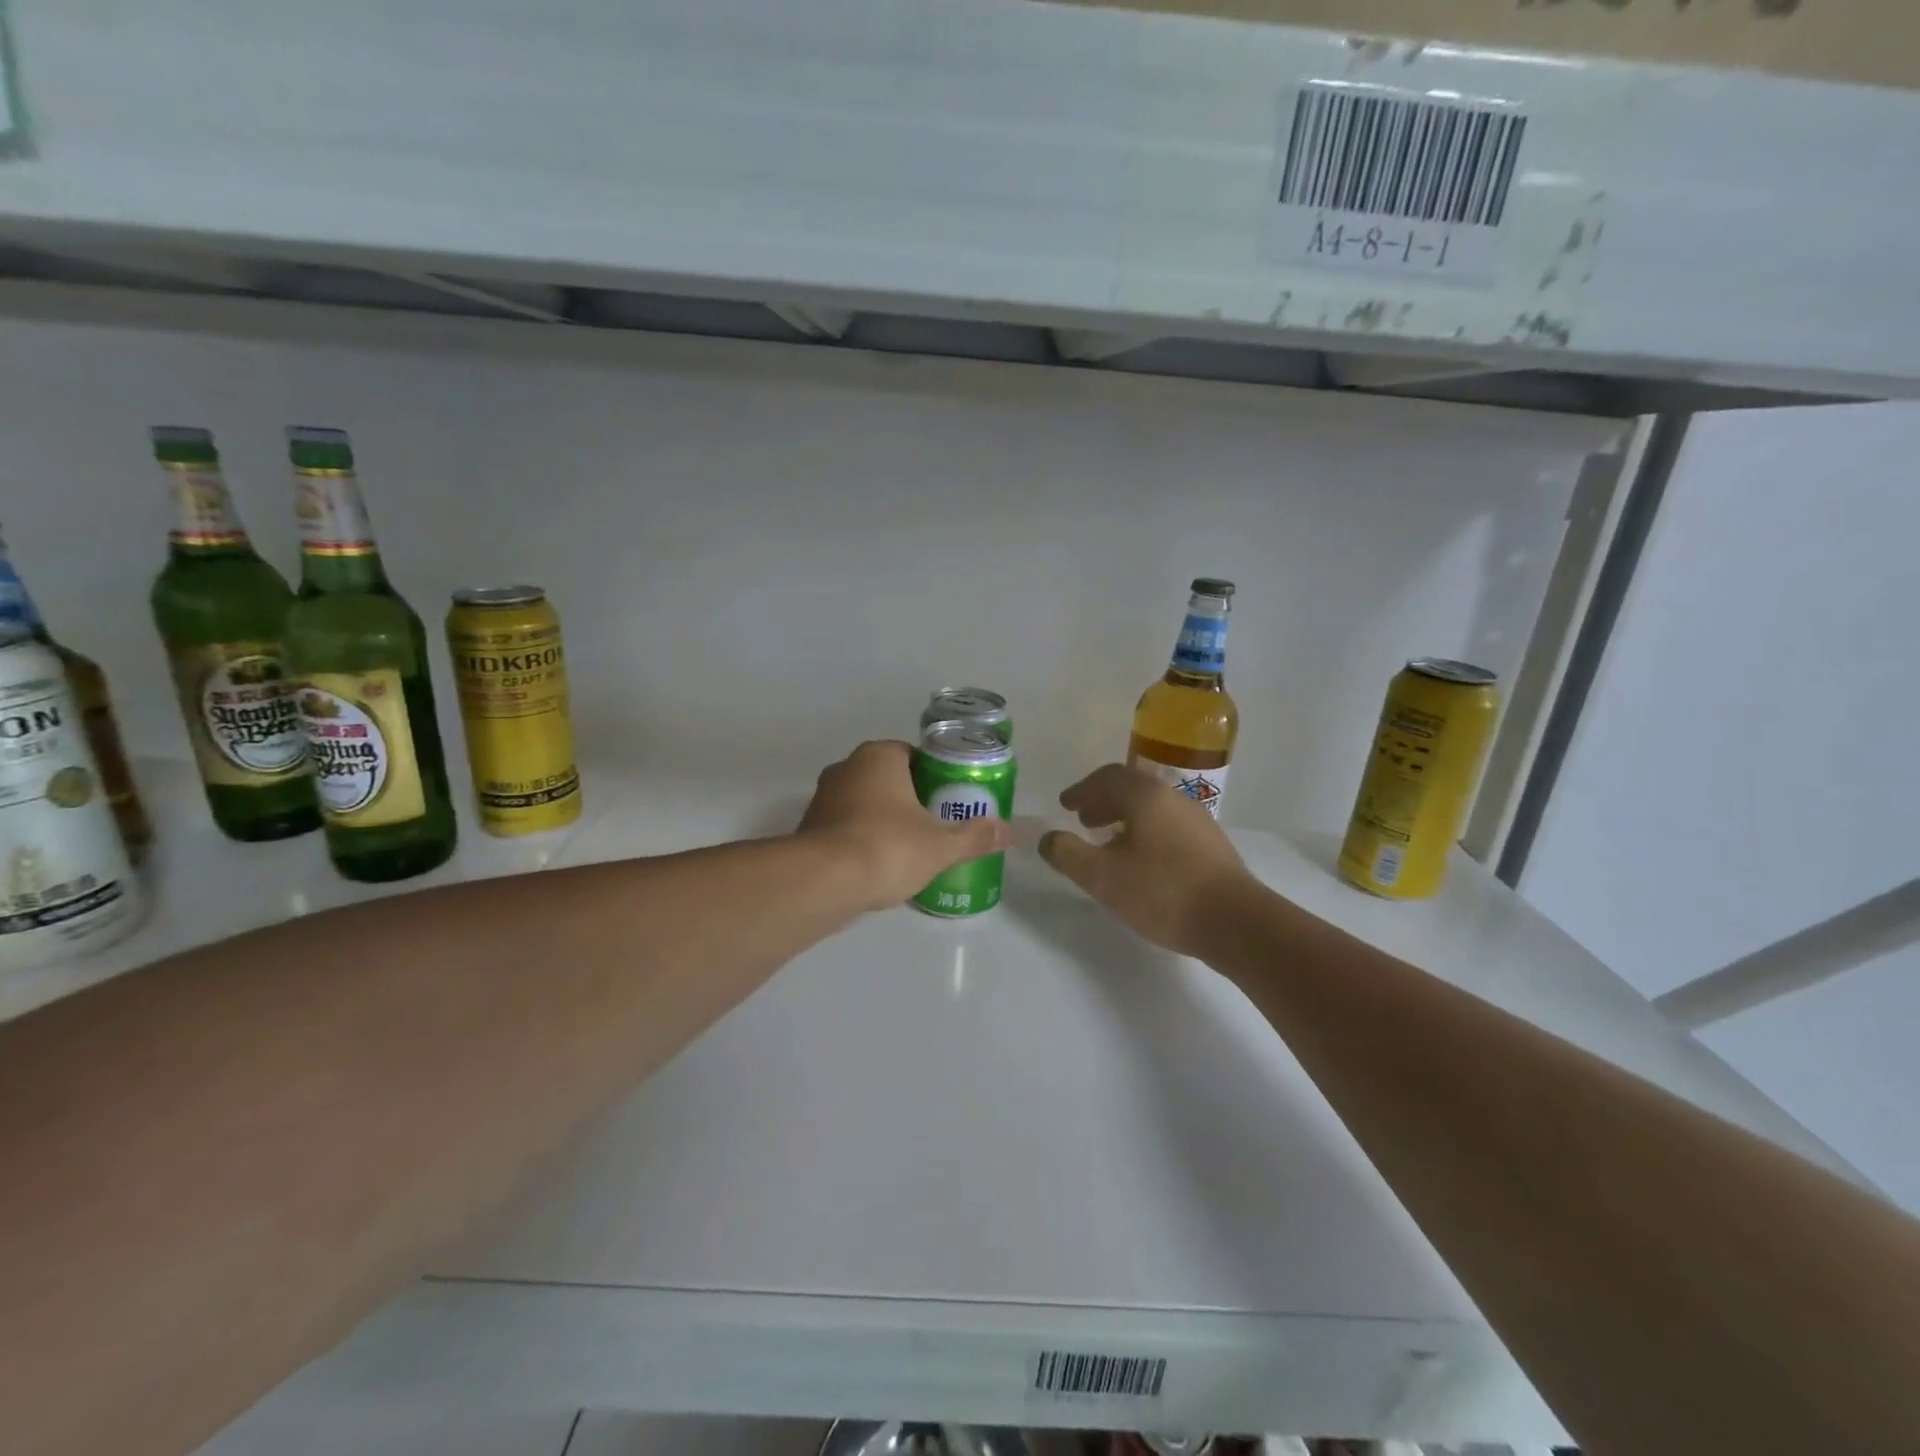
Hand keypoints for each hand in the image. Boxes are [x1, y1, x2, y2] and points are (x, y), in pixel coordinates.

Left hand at [799, 740, 1011, 912]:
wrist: (823, 882)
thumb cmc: (888, 847)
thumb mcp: (941, 845)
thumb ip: (975, 836)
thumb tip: (1008, 831)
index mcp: (879, 756)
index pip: (914, 755)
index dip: (936, 776)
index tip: (951, 799)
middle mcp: (847, 767)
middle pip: (889, 778)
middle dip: (911, 799)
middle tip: (937, 824)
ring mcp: (823, 797)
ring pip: (865, 803)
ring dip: (885, 820)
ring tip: (912, 848)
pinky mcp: (810, 828)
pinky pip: (846, 827)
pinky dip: (863, 840)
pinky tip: (880, 865)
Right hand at [1038, 764, 1254, 956]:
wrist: (1236, 922)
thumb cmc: (1162, 892)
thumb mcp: (1102, 877)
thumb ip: (1068, 854)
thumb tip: (1048, 839)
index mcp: (1145, 796)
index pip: (1107, 777)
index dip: (1082, 790)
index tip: (1065, 806)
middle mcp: (1173, 798)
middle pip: (1132, 789)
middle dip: (1103, 802)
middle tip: (1083, 821)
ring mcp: (1198, 821)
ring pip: (1152, 808)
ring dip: (1125, 819)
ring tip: (1108, 843)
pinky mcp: (1212, 846)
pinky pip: (1169, 827)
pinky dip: (1145, 833)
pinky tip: (1142, 863)